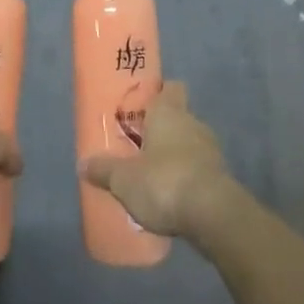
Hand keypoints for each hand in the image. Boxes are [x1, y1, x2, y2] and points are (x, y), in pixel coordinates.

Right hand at [79, 82, 233, 236]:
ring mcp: (211, 151)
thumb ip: (104, 170)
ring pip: (189, 143)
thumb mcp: (124, 179)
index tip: (141, 103)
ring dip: (175, 155)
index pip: (169, 88)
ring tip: (153, 174)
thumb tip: (82, 164)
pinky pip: (199, 169)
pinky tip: (171, 196)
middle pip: (178, 116)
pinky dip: (187, 178)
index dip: (157, 92)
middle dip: (161, 128)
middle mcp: (192, 123)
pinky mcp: (221, 178)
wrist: (213, 216)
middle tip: (138, 143)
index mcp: (168, 112)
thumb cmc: (164, 182)